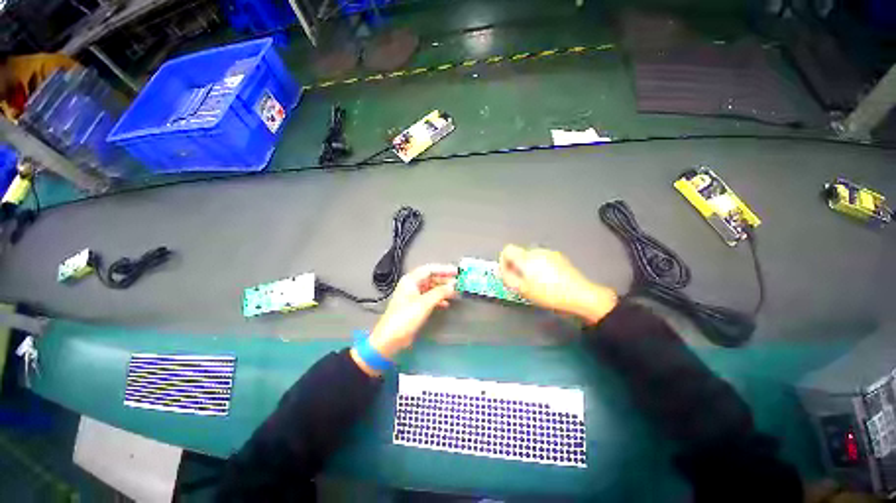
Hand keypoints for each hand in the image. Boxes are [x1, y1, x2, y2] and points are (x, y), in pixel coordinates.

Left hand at [352, 264, 457, 375]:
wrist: (390, 338)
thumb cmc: (405, 318)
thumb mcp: (424, 303)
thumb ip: (440, 293)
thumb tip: (453, 286)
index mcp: (411, 280)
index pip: (430, 269)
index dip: (444, 269)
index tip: (457, 272)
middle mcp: (412, 285)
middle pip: (431, 278)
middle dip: (445, 280)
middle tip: (458, 282)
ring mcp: (413, 296)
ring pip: (431, 288)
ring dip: (443, 290)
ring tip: (455, 293)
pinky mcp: (415, 306)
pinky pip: (429, 297)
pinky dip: (438, 299)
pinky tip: (446, 303)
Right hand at [498, 244, 617, 324]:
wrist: (580, 295)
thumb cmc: (548, 294)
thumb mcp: (523, 290)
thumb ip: (508, 279)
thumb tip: (503, 271)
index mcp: (526, 257)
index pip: (507, 250)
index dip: (503, 261)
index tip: (508, 274)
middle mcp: (536, 251)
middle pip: (519, 254)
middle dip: (516, 266)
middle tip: (520, 282)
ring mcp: (549, 253)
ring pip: (531, 257)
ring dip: (528, 267)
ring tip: (535, 282)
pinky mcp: (559, 257)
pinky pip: (542, 259)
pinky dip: (539, 267)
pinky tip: (548, 280)